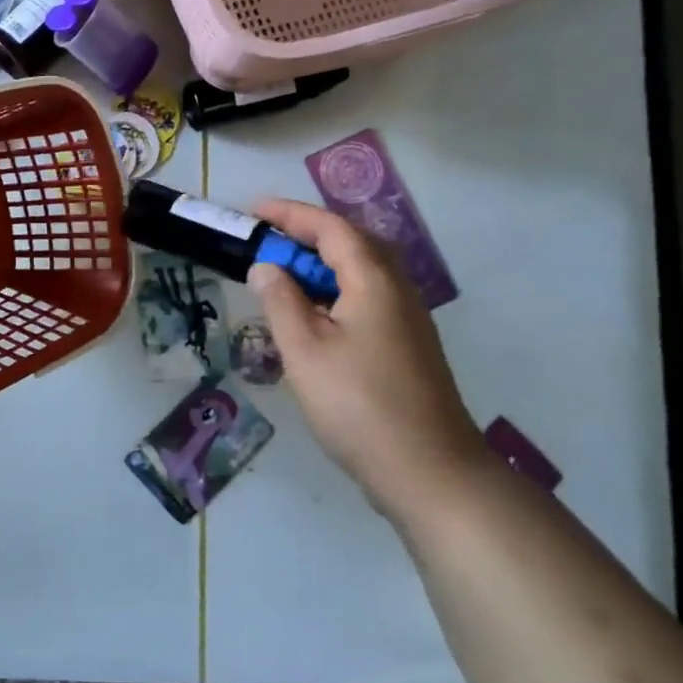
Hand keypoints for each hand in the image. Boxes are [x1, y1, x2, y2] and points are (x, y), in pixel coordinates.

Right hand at [248, 199, 486, 516]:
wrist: (430, 472)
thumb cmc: (359, 404)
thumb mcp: (305, 350)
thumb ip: (281, 301)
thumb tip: (266, 267)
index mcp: (374, 281)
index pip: (331, 228)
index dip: (290, 214)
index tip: (253, 211)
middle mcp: (397, 290)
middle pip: (352, 243)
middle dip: (307, 234)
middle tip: (266, 242)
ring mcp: (406, 320)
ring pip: (361, 273)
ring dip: (320, 264)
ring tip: (282, 277)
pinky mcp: (406, 346)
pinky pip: (365, 298)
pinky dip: (333, 292)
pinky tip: (311, 319)